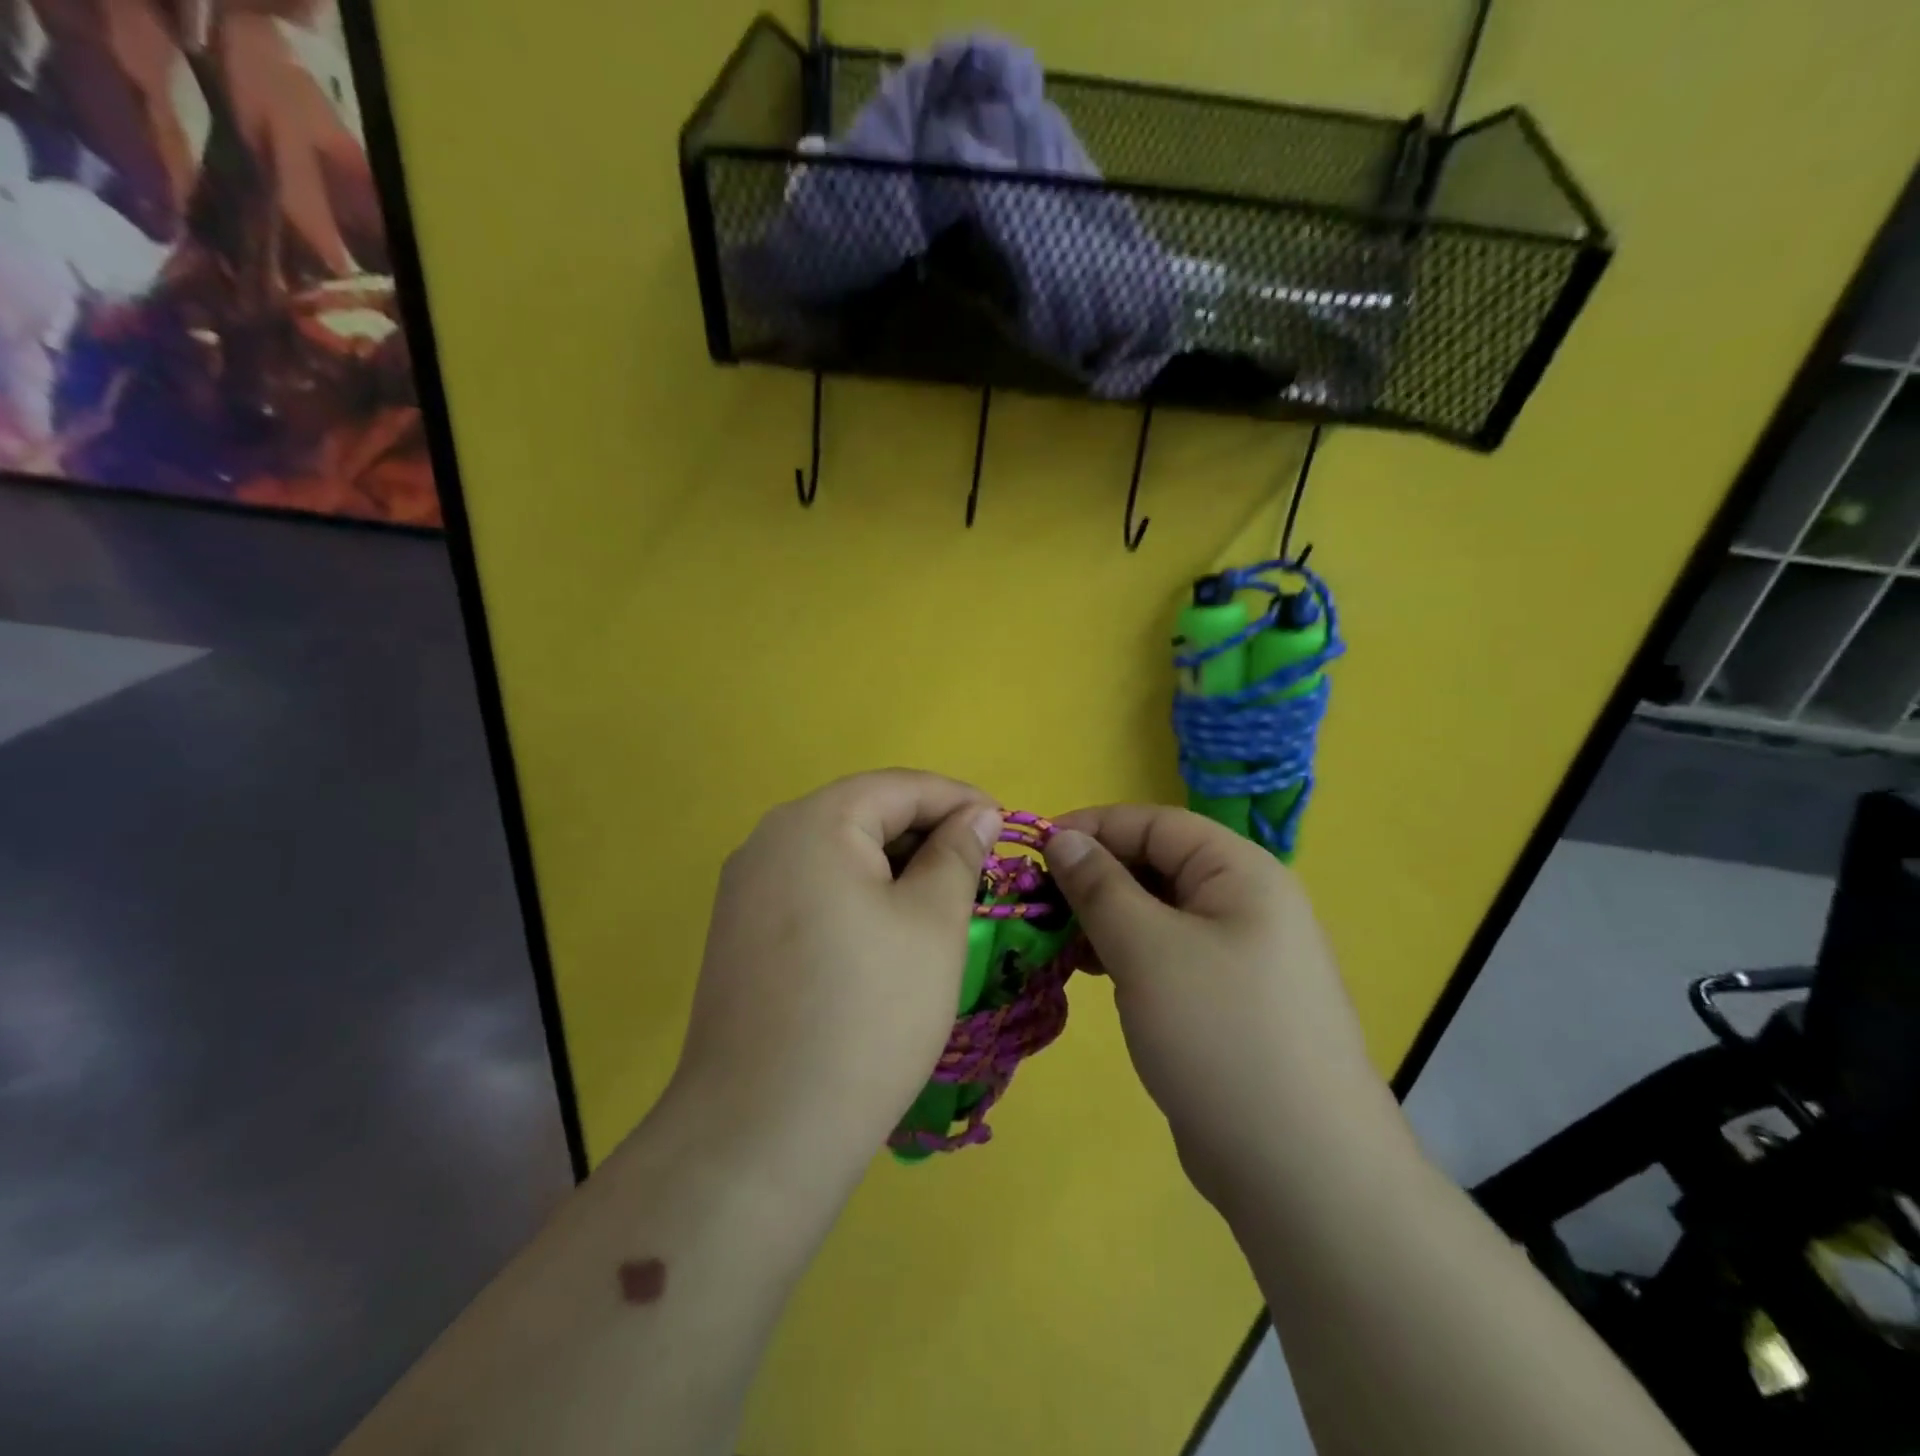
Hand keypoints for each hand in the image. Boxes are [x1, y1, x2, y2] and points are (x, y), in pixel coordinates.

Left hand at [670, 770, 1001, 1184]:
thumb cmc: (867, 1013)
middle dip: (926, 835)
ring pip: (837, 855)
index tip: (1005, 827)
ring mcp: (745, 889)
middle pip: (863, 816)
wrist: (762, 1131)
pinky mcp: (739, 934)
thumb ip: (957, 854)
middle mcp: (768, 841)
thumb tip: (976, 814)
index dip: (958, 800)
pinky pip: (811, 891)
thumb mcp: (933, 923)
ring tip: (943, 903)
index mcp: (813, 822)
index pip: (899, 787)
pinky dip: (858, 897)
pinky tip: (888, 935)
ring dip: (894, 869)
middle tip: (979, 872)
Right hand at [1046, 806, 1396, 1207]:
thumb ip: (1099, 886)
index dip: (1093, 827)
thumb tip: (1061, 837)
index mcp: (1240, 873)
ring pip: (1157, 913)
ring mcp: (1239, 955)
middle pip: (1157, 865)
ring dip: (1104, 917)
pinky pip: (1166, 954)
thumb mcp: (1147, 949)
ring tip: (1055, 938)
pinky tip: (1089, 971)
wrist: (1301, 1170)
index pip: (1156, 823)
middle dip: (1095, 876)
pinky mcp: (1225, 1000)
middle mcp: (1245, 903)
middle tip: (1038, 900)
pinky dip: (1125, 954)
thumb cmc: (1220, 1035)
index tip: (1035, 849)